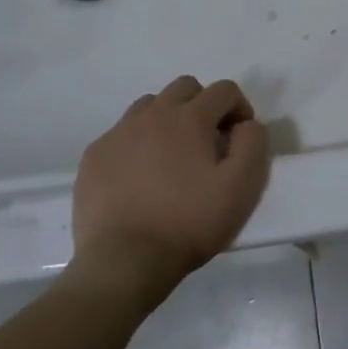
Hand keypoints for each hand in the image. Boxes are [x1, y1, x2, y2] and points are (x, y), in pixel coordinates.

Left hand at [72, 75, 270, 302]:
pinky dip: (138, 143)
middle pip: (184, 88)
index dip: (240, 108)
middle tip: (209, 143)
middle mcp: (152, 114)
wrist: (125, 260)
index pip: (224, 90)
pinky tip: (142, 177)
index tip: (240, 138)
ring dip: (169, 120)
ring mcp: (118, 133)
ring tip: (173, 157)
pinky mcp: (94, 156)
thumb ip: (253, 143)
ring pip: (149, 106)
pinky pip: (122, 134)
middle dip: (204, 105)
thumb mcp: (242, 187)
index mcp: (189, 118)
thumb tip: (246, 124)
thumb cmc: (190, 223)